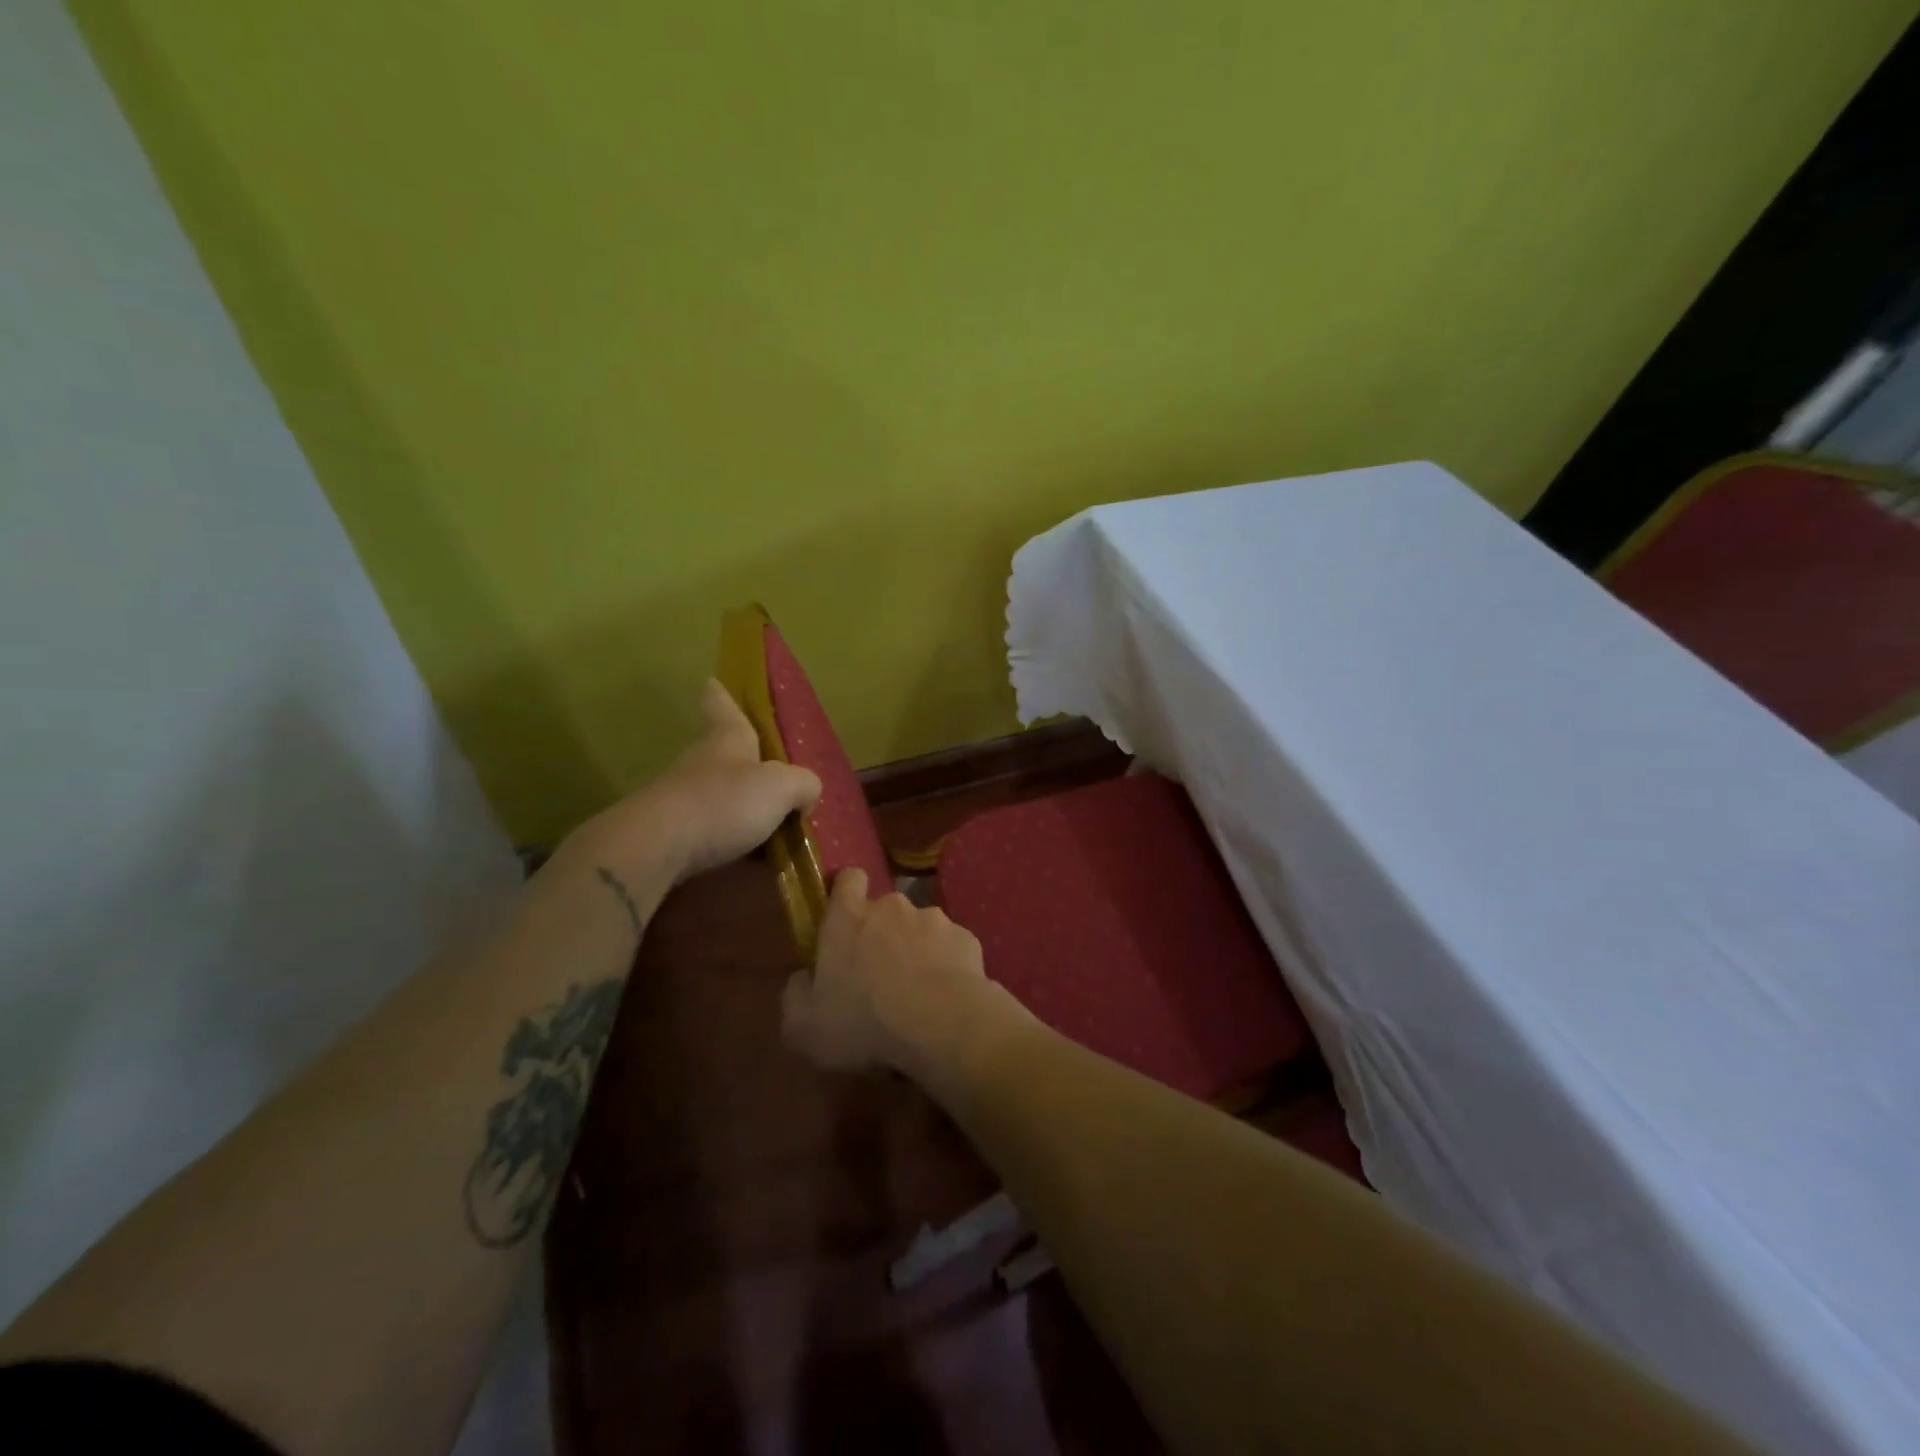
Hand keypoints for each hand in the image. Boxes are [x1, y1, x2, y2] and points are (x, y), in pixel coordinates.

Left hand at [570, 679, 821, 882]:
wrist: (657, 848)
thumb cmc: (723, 802)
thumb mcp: (782, 787)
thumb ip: (804, 784)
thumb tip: (806, 795)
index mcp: (727, 739)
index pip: (721, 706)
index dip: (721, 695)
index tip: (713, 682)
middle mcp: (702, 762)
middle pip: (723, 752)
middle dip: (745, 761)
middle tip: (773, 775)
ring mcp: (683, 798)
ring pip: (718, 794)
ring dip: (740, 805)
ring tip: (772, 826)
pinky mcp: (673, 834)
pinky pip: (711, 831)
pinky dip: (731, 840)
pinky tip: (751, 858)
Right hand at [782, 869, 1024, 1085]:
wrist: (942, 1024)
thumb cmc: (864, 1022)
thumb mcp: (805, 1027)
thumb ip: (796, 995)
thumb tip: (802, 978)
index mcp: (848, 918)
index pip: (847, 879)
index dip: (846, 892)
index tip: (844, 917)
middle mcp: (892, 907)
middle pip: (884, 909)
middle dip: (882, 934)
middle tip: (879, 975)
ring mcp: (934, 919)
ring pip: (920, 928)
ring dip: (916, 950)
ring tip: (918, 992)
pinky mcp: (966, 938)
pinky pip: (950, 948)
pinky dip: (947, 966)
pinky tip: (946, 997)